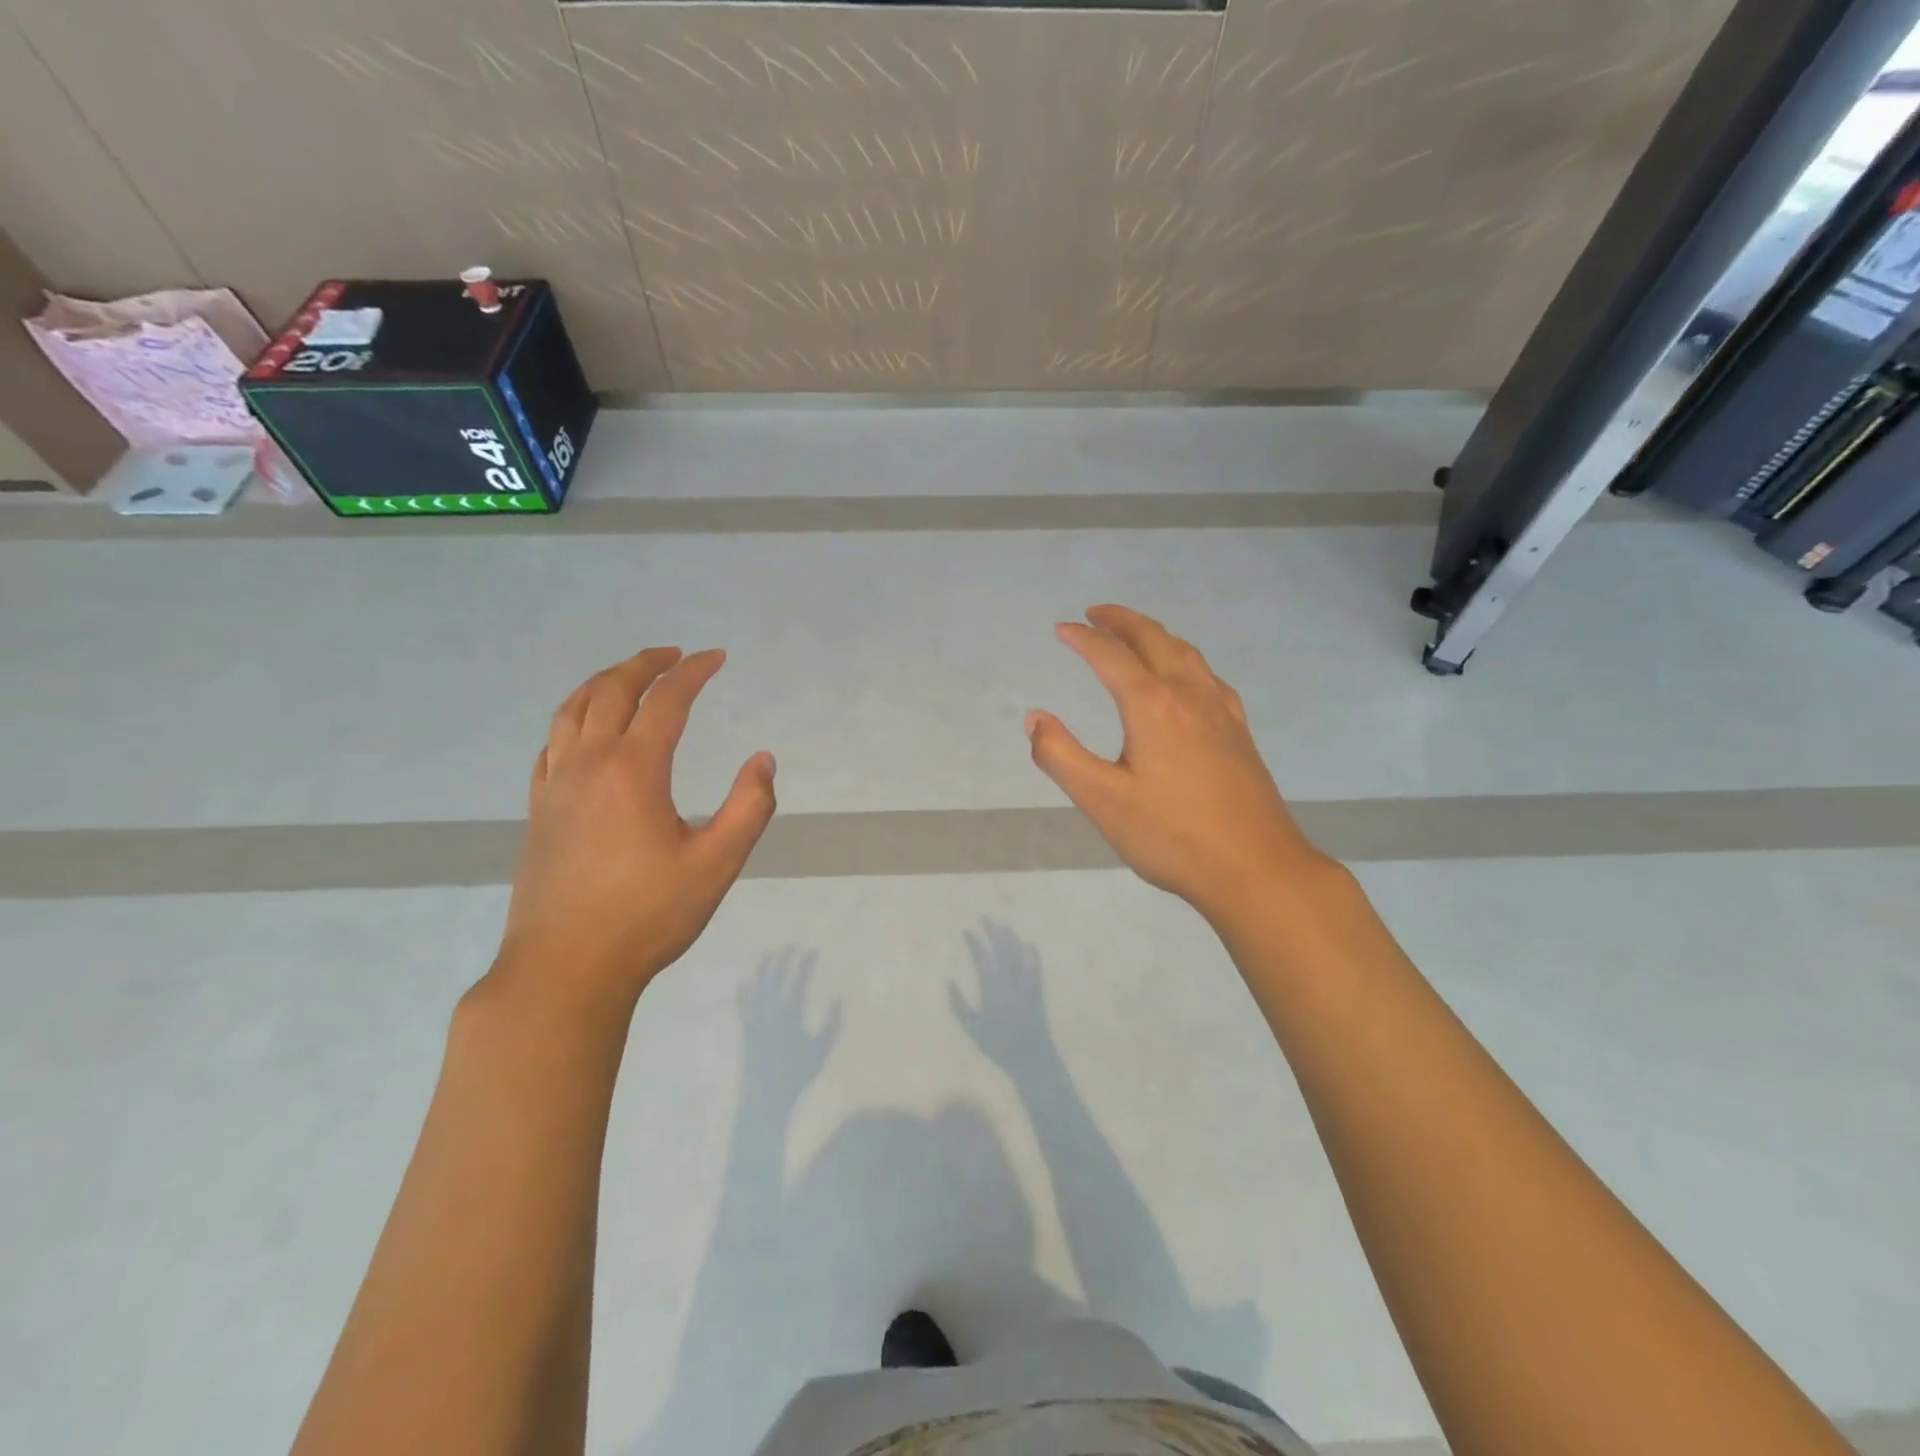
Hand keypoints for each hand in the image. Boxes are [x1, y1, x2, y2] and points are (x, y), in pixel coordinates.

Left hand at [492, 647, 775, 1013]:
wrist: (565, 968)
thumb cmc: (648, 916)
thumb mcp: (717, 865)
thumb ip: (749, 808)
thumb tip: (763, 760)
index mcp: (634, 770)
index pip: (667, 701)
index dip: (694, 672)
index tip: (717, 657)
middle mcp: (588, 763)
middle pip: (612, 690)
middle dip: (646, 663)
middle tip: (675, 655)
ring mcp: (556, 785)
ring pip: (572, 710)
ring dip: (604, 682)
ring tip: (630, 676)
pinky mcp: (539, 809)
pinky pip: (551, 743)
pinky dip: (573, 718)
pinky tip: (585, 730)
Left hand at [739, 947, 842, 1110]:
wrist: (765, 1097)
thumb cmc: (797, 1074)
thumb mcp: (821, 1048)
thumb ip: (832, 1021)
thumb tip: (840, 996)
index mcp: (790, 1013)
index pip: (798, 979)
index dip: (805, 963)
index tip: (812, 950)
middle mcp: (770, 1010)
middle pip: (776, 976)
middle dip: (785, 957)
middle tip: (792, 945)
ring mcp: (755, 1018)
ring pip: (758, 985)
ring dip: (764, 967)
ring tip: (770, 952)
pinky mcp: (746, 1029)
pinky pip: (743, 1004)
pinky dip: (744, 991)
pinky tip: (744, 980)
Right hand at [950, 921, 1060, 1079]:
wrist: (1031, 1056)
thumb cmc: (998, 1045)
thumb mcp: (972, 1028)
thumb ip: (959, 1005)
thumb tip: (949, 981)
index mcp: (992, 988)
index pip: (981, 958)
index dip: (974, 943)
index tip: (967, 930)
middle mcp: (1010, 981)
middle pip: (1001, 949)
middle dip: (992, 931)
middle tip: (984, 918)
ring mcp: (1026, 983)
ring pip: (1018, 953)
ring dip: (1010, 938)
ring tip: (1002, 925)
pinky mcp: (1038, 989)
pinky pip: (1035, 965)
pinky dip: (1031, 953)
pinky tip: (1029, 944)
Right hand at [1026, 605, 1326, 923]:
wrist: (1256, 869)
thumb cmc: (1172, 836)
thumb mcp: (1102, 801)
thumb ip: (1060, 756)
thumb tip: (1034, 718)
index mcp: (1152, 706)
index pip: (1111, 656)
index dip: (1083, 639)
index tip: (1061, 629)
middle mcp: (1189, 695)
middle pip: (1153, 640)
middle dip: (1122, 621)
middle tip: (1095, 613)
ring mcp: (1221, 712)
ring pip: (1186, 653)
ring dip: (1154, 634)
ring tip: (1134, 634)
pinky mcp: (1239, 732)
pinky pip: (1209, 676)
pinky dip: (1185, 660)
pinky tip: (1186, 678)